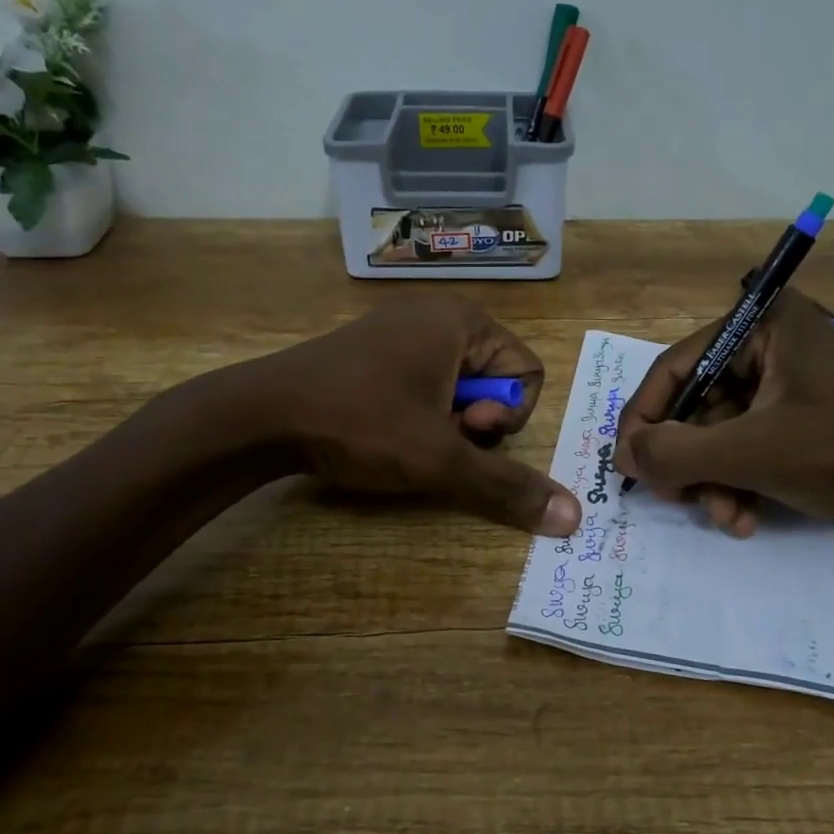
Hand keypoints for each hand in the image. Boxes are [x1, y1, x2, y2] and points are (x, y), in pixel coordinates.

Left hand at [243, 293, 580, 536]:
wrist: (259, 414)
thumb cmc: (360, 423)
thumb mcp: (440, 459)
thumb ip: (507, 487)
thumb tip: (573, 518)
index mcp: (463, 320)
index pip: (528, 374)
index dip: (505, 416)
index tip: (463, 430)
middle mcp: (436, 315)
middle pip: (494, 381)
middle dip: (474, 423)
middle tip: (435, 440)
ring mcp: (399, 331)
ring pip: (458, 389)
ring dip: (446, 426)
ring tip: (406, 440)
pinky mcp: (372, 352)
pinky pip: (423, 385)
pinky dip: (418, 416)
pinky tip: (384, 432)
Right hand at [614, 289, 833, 533]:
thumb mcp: (754, 452)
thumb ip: (677, 453)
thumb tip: (622, 456)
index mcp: (760, 325)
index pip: (675, 368)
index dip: (643, 419)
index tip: (626, 466)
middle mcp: (767, 342)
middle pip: (696, 405)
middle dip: (689, 462)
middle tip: (679, 501)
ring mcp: (784, 380)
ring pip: (718, 432)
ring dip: (714, 480)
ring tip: (729, 518)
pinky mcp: (797, 413)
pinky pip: (745, 443)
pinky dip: (738, 480)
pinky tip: (747, 516)